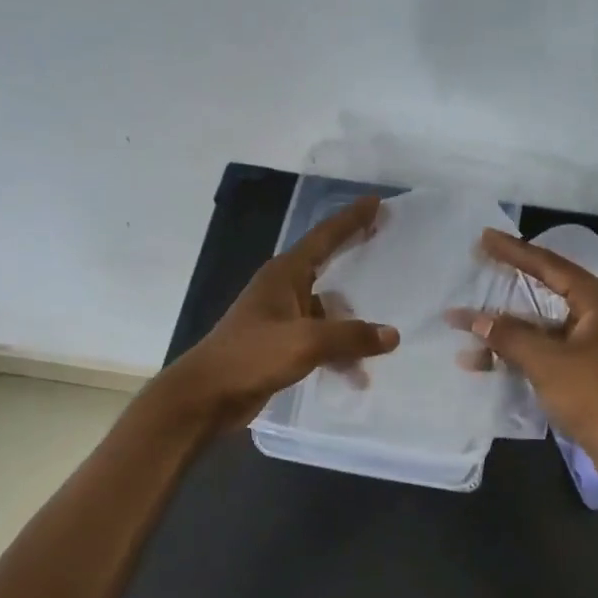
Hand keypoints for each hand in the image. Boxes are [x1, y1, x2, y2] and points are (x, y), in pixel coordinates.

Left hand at [160, 194, 399, 432]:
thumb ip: (350, 336)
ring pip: (327, 311)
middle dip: (355, 254)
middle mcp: (283, 289)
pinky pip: (320, 340)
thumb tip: (391, 335)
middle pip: (328, 264)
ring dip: (352, 325)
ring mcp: (281, 318)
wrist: (206, 395)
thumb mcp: (306, 342)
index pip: (325, 237)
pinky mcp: (280, 345)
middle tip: (384, 238)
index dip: (352, 219)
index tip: (376, 202)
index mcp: (285, 274)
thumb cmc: (251, 356)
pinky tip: (356, 376)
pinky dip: (338, 353)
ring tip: (384, 340)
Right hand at [465, 230, 597, 484]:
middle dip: (508, 289)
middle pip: (547, 292)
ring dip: (508, 331)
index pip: (550, 266)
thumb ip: (508, 336)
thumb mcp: (548, 363)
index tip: (484, 237)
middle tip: (477, 268)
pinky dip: (523, 353)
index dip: (514, 251)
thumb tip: (474, 319)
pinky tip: (488, 362)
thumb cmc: (597, 398)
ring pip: (545, 326)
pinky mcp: (593, 369)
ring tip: (465, 329)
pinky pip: (551, 349)